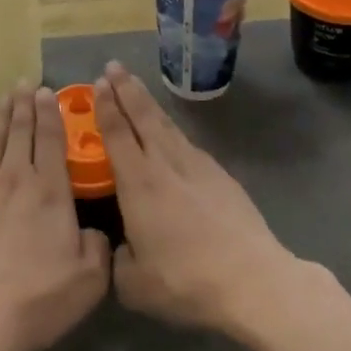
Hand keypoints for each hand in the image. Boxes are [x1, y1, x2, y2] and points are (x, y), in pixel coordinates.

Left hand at [0, 87, 110, 350]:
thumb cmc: (34, 298)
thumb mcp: (87, 281)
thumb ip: (97, 248)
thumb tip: (94, 231)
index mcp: (51, 190)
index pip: (52, 140)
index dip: (50, 113)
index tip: (47, 91)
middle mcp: (16, 176)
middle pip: (20, 131)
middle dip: (24, 103)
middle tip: (24, 82)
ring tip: (4, 96)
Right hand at [94, 62, 302, 337]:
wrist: (252, 281)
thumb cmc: (186, 281)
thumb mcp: (135, 285)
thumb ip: (118, 261)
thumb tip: (120, 249)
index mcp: (139, 183)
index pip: (117, 134)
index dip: (106, 107)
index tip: (98, 83)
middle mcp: (165, 164)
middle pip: (142, 117)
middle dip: (125, 89)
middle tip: (113, 65)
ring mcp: (197, 166)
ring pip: (166, 125)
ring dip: (148, 103)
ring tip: (136, 86)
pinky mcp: (220, 175)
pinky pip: (187, 142)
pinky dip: (172, 129)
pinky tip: (171, 132)